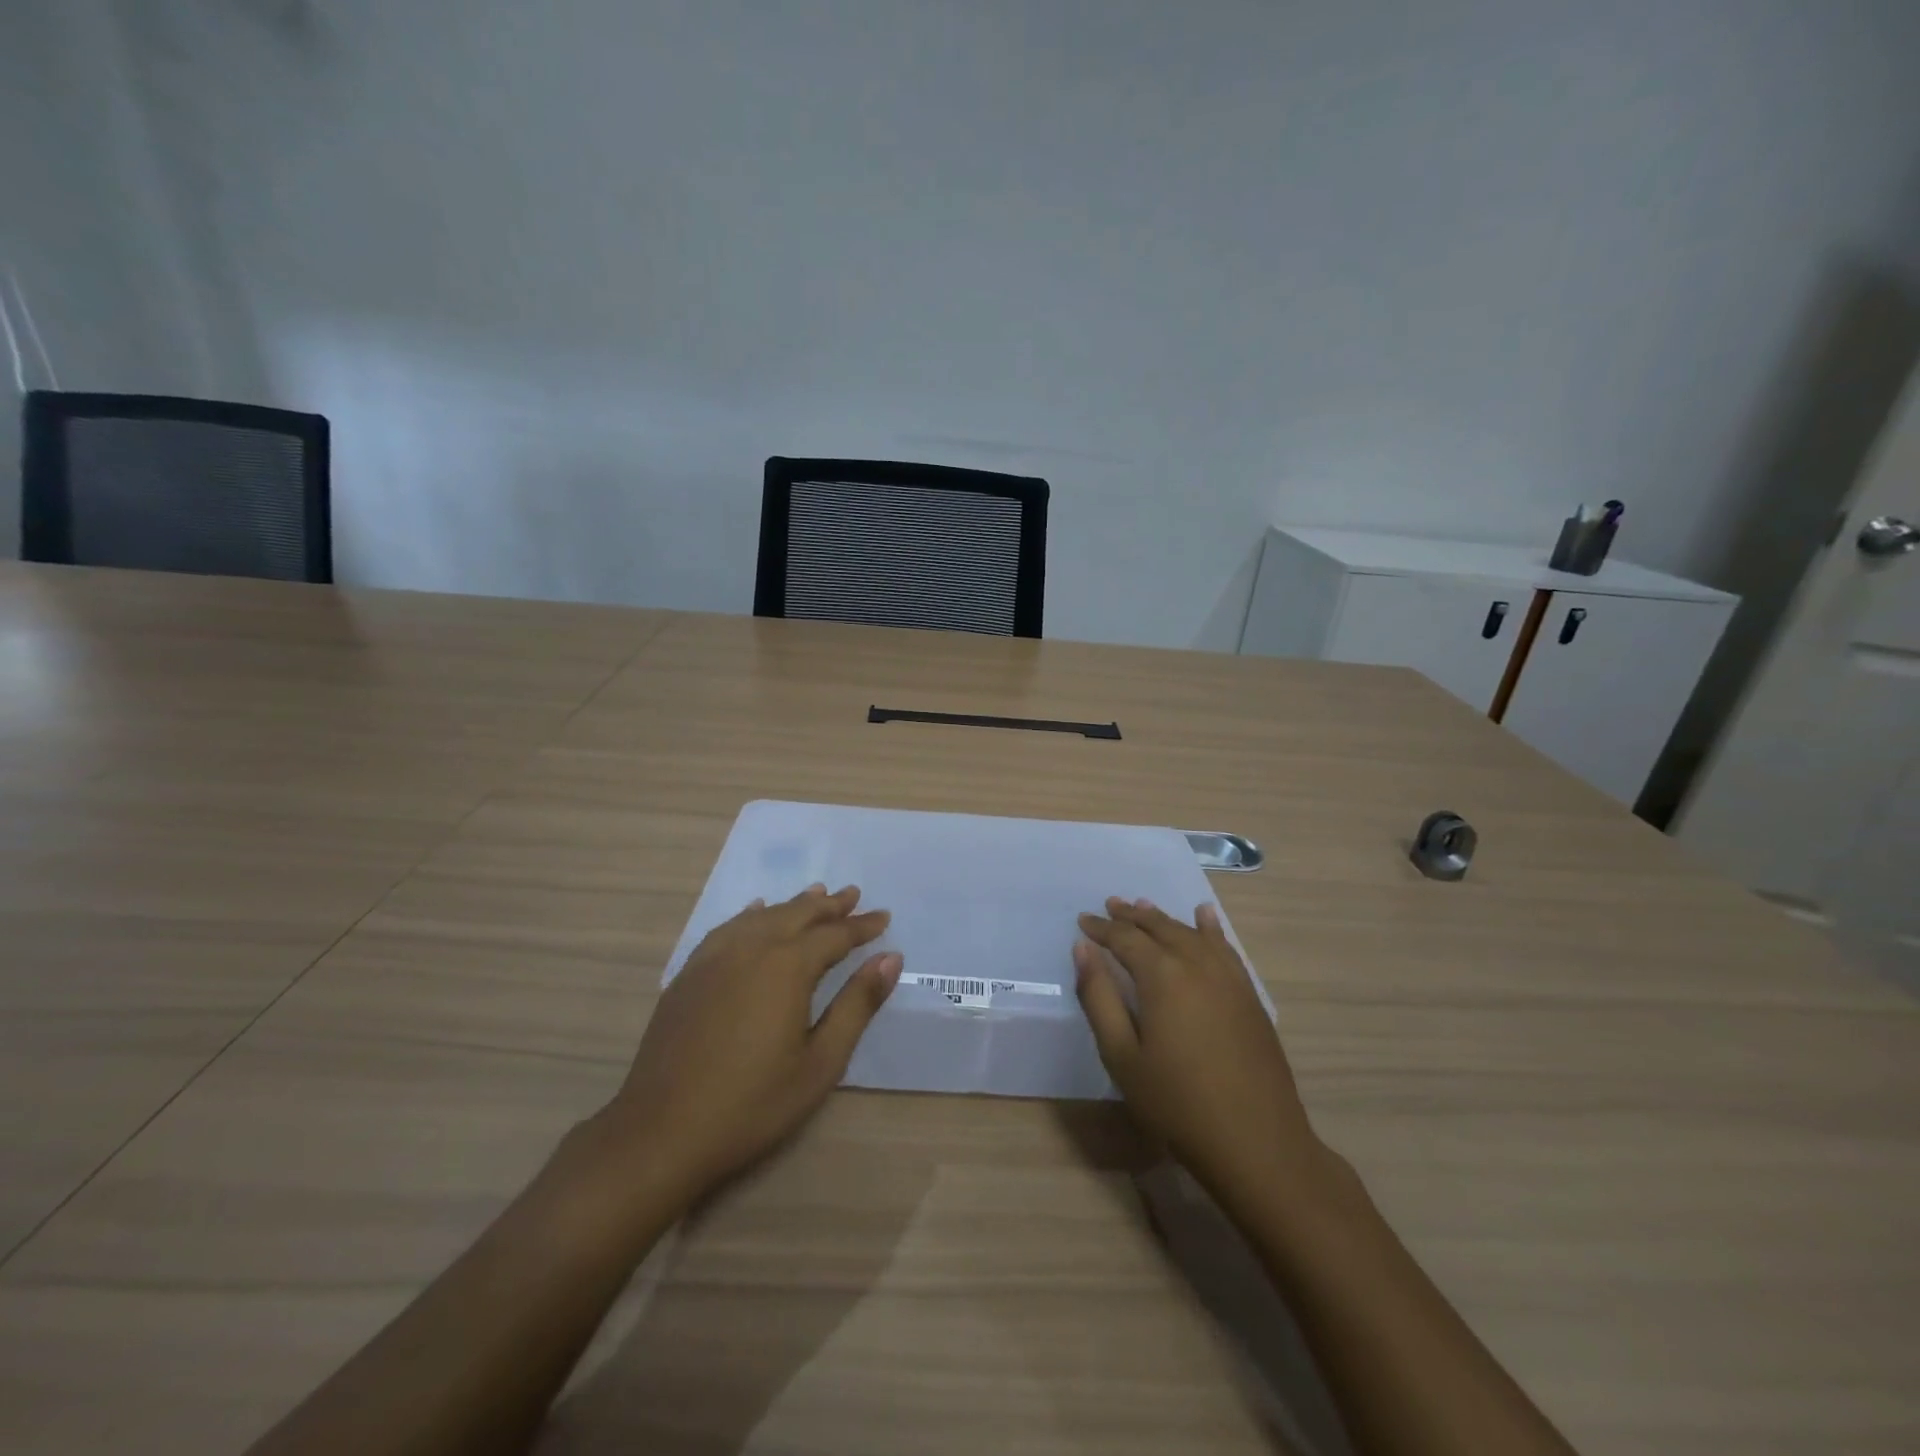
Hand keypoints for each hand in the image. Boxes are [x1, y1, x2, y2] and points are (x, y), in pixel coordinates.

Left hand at [600, 884, 900, 1206]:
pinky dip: (750, 915)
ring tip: (815, 895)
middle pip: (797, 914)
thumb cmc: (753, 1103)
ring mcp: (714, 958)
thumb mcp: (820, 1062)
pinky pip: (728, 929)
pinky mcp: (689, 974)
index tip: (884, 916)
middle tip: (853, 894)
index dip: (862, 926)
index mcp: (788, 966)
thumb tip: (890, 958)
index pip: (835, 935)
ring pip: (762, 916)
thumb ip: (857, 1005)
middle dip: (829, 906)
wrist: (661, 1132)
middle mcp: (752, 948)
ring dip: (793, 905)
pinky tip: (755, 913)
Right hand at [1075, 898, 1318, 1206]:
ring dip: (1164, 919)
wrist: (1256, 1142)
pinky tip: (1205, 917)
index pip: (1125, 938)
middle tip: (1111, 904)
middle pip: (1160, 928)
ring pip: (1191, 933)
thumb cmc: (1177, 1103)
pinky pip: (1225, 948)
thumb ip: (1099, 997)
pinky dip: (1210, 929)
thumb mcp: (1121, 1055)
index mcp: (1162, 976)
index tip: (1083, 920)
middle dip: (1132, 915)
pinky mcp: (1249, 995)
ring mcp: (1229, 978)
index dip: (1102, 928)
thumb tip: (1083, 949)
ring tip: (1144, 906)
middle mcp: (1197, 964)